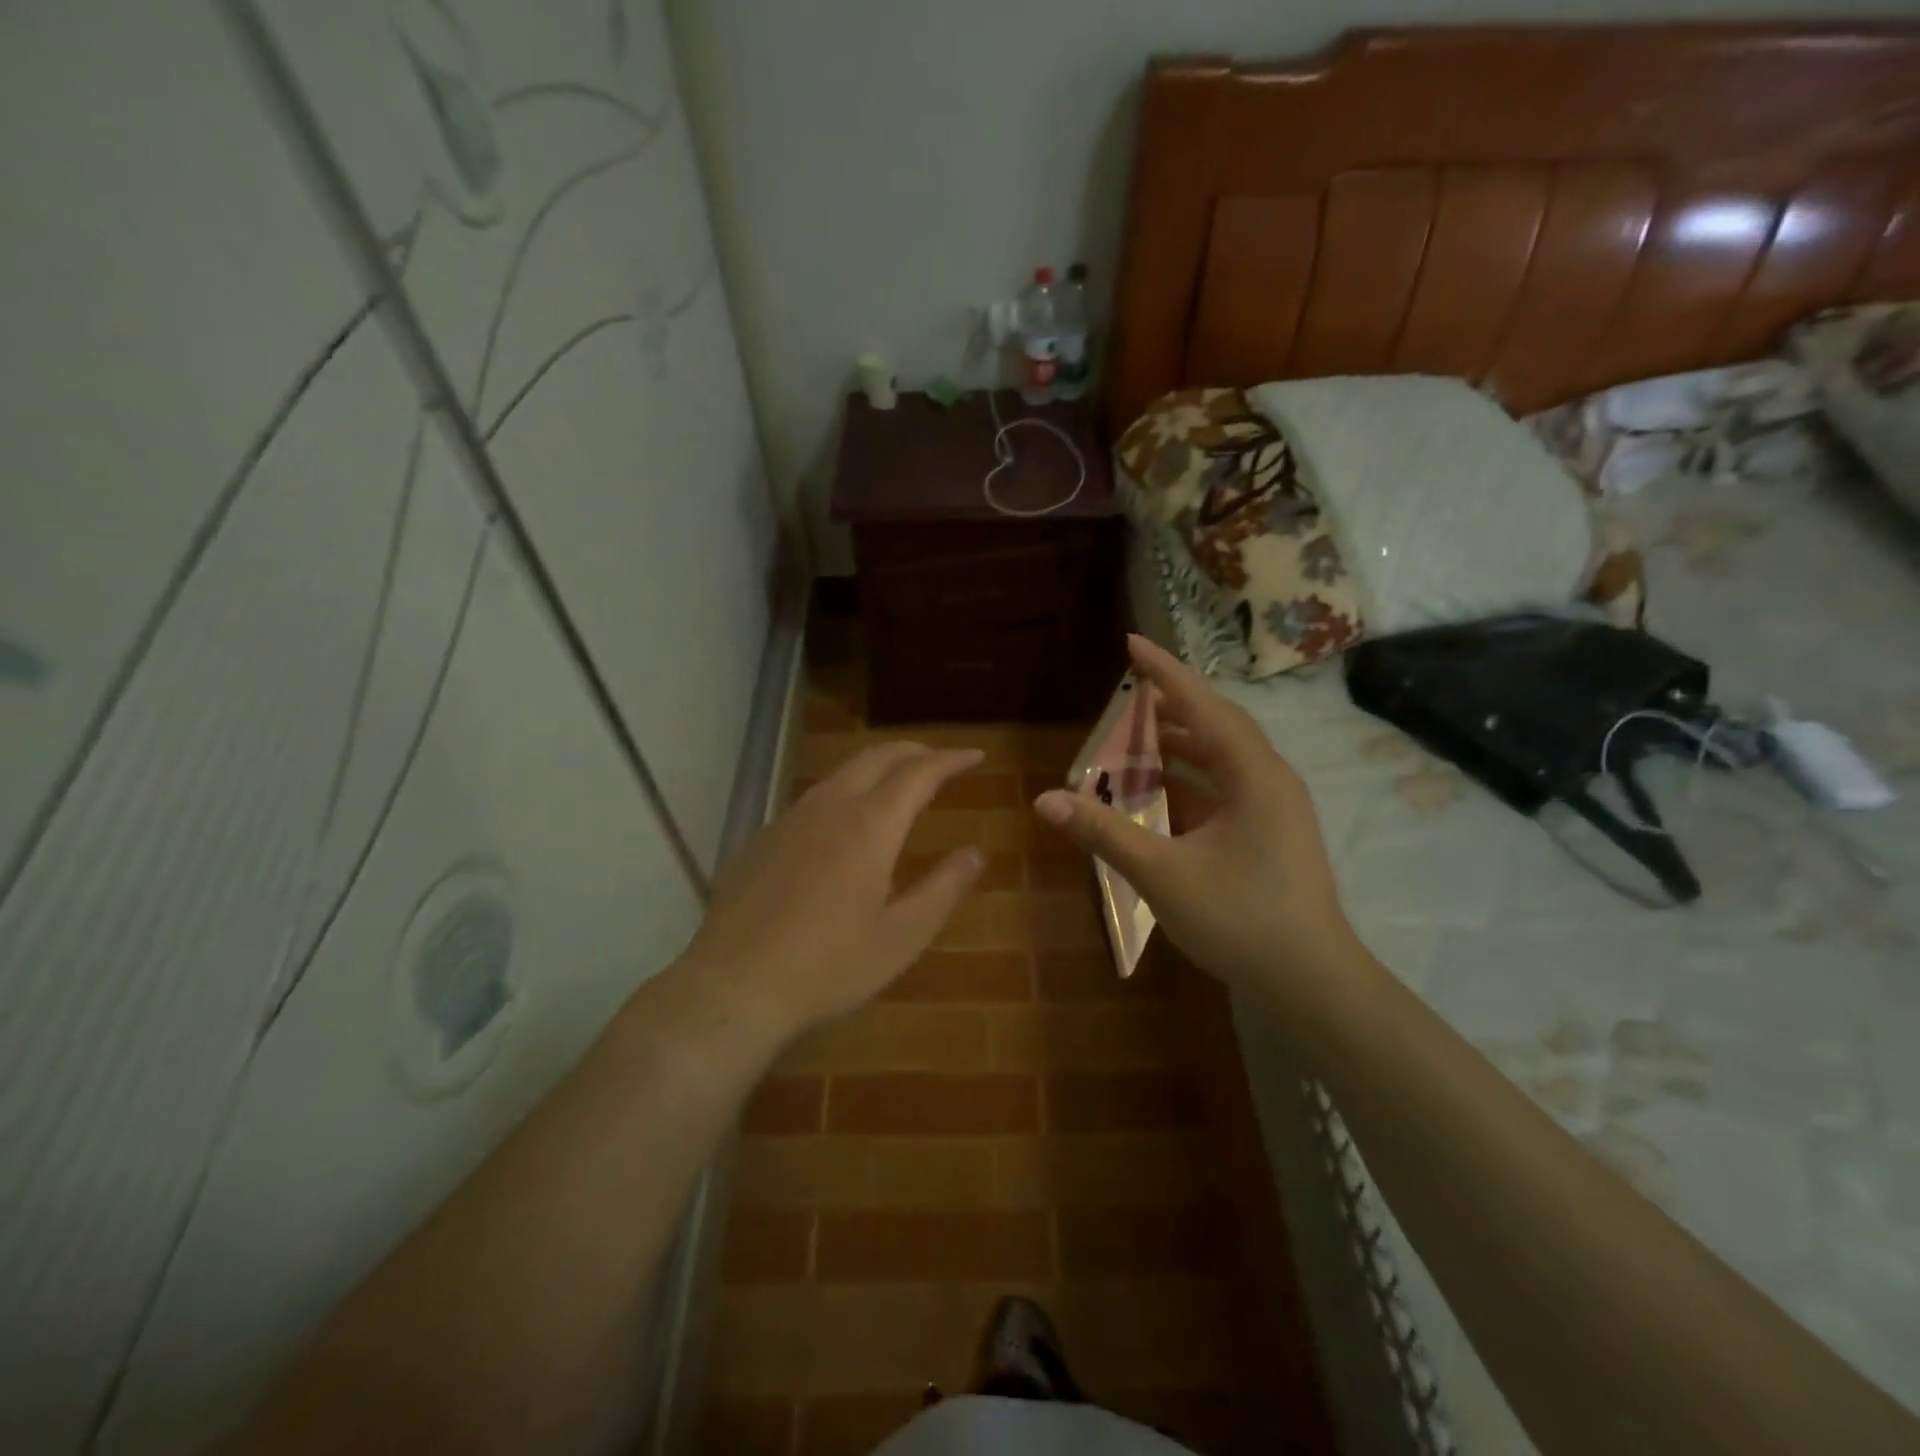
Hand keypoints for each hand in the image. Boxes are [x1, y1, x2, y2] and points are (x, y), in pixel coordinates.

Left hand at [684, 742, 985, 1039]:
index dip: (950, 760)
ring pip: (840, 774)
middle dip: (913, 751)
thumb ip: (944, 888)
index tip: (975, 756)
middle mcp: (829, 808)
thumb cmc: (829, 967)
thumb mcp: (902, 937)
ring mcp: (789, 819)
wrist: (734, 986)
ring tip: (896, 783)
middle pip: (876, 758)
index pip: (919, 773)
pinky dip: (843, 793)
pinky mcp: (762, 839)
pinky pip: (812, 799)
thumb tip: (976, 853)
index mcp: (870, 826)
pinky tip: (842, 824)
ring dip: (876, 768)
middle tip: (939, 759)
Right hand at [1033, 636, 1355, 995]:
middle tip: (1126, 694)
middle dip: (1169, 707)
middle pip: (1215, 726)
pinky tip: (1156, 795)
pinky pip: (1223, 790)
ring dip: (1177, 748)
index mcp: (1253, 775)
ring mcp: (1272, 809)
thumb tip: (1045, 800)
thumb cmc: (1241, 919)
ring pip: (1219, 760)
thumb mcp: (1163, 873)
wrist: (1312, 982)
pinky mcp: (1269, 834)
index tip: (1131, 642)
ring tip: (1132, 741)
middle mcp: (1268, 780)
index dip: (1164, 672)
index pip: (1203, 706)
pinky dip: (1187, 783)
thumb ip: (1104, 832)